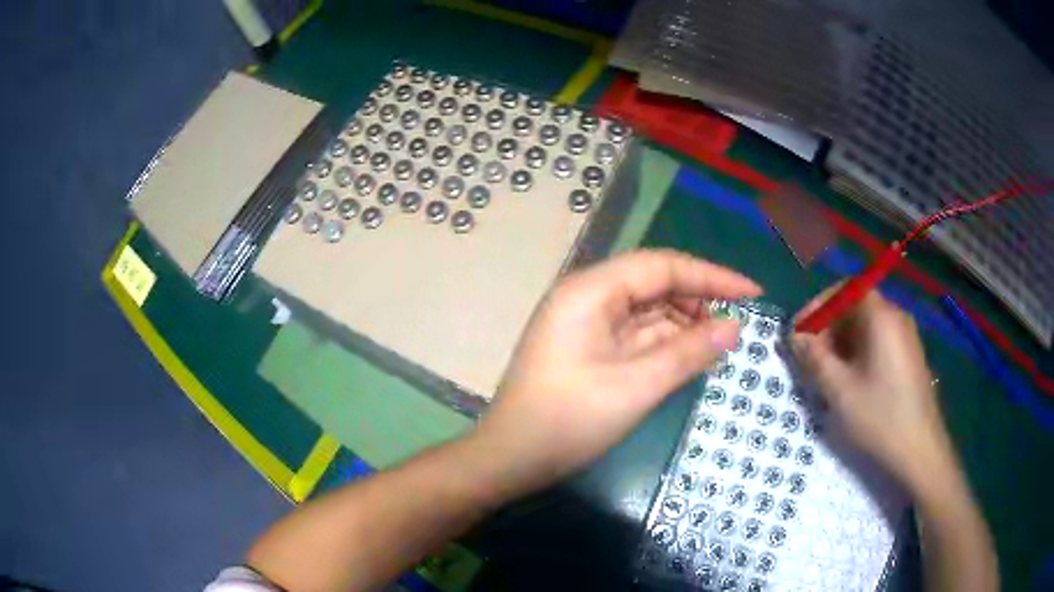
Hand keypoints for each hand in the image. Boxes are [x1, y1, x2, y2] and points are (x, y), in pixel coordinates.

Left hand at [469, 250, 760, 495]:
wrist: (510, 458)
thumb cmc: (567, 422)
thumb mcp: (636, 387)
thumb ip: (688, 353)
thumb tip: (734, 326)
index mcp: (591, 291)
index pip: (662, 265)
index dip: (712, 275)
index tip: (753, 292)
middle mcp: (587, 296)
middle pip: (654, 282)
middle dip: (697, 299)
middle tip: (734, 327)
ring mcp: (585, 322)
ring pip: (646, 309)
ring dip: (682, 322)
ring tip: (716, 345)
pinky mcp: (588, 346)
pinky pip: (635, 332)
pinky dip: (664, 342)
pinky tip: (688, 355)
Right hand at [791, 289, 953, 486]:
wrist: (920, 449)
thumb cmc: (880, 417)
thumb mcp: (840, 390)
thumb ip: (815, 358)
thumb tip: (796, 336)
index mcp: (881, 317)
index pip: (845, 289)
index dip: (818, 306)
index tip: (799, 332)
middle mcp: (896, 317)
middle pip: (856, 305)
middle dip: (828, 326)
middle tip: (809, 356)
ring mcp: (906, 336)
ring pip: (867, 325)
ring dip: (842, 340)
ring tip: (826, 371)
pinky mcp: (909, 355)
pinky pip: (879, 339)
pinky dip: (859, 350)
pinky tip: (850, 379)